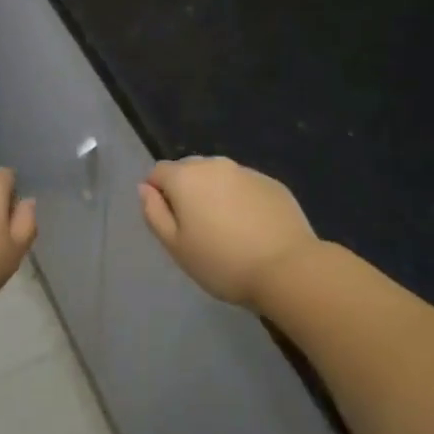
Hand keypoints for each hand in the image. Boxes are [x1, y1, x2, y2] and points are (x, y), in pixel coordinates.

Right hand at [139, 157, 319, 309]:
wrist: (288, 268)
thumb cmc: (222, 262)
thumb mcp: (176, 247)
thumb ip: (154, 213)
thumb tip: (145, 188)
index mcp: (186, 177)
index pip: (158, 172)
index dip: (157, 194)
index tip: (169, 222)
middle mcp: (214, 164)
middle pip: (189, 170)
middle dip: (186, 191)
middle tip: (196, 228)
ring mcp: (246, 171)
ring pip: (219, 176)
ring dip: (214, 194)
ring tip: (225, 228)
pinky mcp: (272, 183)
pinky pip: (245, 186)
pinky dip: (241, 200)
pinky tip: (251, 228)